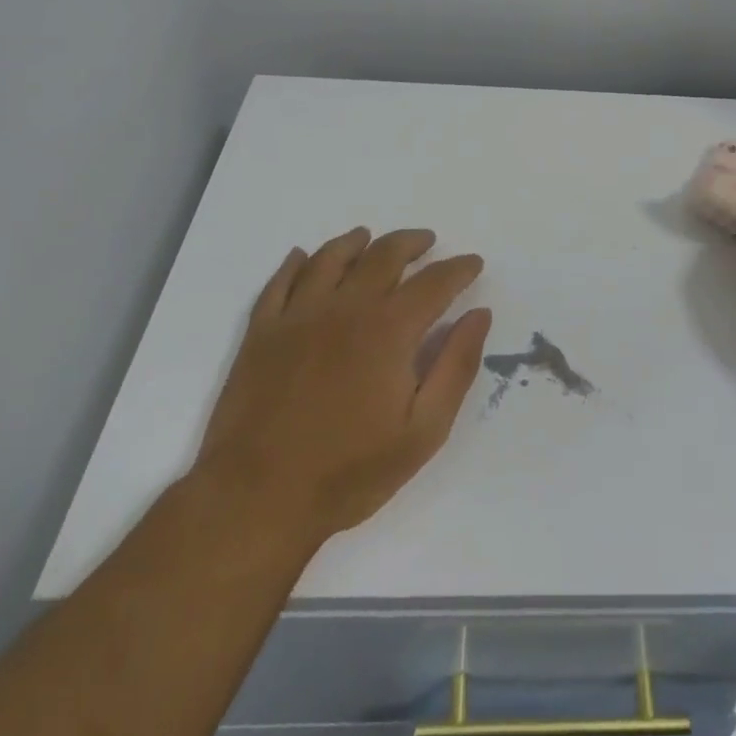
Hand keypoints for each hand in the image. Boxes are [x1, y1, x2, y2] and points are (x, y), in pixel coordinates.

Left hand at [195, 228, 491, 547]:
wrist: (257, 498)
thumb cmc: (349, 471)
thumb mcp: (424, 431)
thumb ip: (456, 366)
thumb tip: (479, 315)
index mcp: (389, 329)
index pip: (434, 282)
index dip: (458, 269)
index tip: (473, 263)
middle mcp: (346, 307)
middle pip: (384, 255)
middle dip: (411, 243)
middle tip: (427, 241)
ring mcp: (298, 316)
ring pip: (331, 258)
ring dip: (356, 242)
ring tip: (369, 237)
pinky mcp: (262, 332)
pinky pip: (280, 282)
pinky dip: (296, 263)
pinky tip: (303, 257)